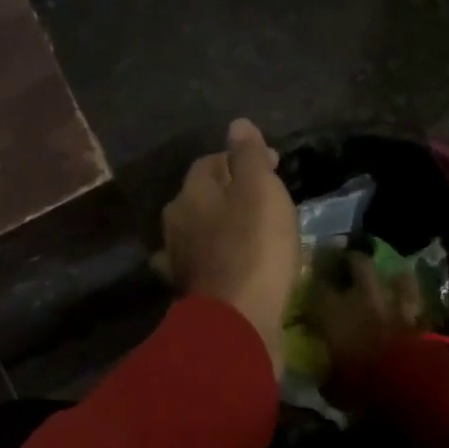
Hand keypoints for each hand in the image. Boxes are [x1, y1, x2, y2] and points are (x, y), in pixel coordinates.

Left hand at [159, 119, 299, 371]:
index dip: (241, 159)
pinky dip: (218, 259)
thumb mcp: (260, 190)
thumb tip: (236, 125)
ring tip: (254, 231)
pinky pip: (205, 264)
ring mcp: (178, 260)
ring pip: (200, 231)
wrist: (238, 321)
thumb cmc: (254, 247)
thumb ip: (247, 156)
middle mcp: (175, 223)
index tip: (273, 164)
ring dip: (222, 226)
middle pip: (202, 197)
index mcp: (190, 194)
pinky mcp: (190, 292)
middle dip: (230, 192)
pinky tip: (231, 265)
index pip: (210, 163)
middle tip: (266, 198)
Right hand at [303, 251, 424, 380]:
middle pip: (358, 265)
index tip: (310, 281)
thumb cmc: (362, 385)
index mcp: (334, 313)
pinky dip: (410, 294)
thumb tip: (322, 377)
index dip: (314, 282)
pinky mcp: (419, 318)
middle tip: (345, 260)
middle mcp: (363, 300)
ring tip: (383, 274)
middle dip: (351, 259)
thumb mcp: (333, 387)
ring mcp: (394, 305)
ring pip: (392, 276)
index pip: (318, 288)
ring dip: (388, 274)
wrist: (409, 385)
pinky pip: (415, 299)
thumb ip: (326, 376)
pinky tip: (408, 294)